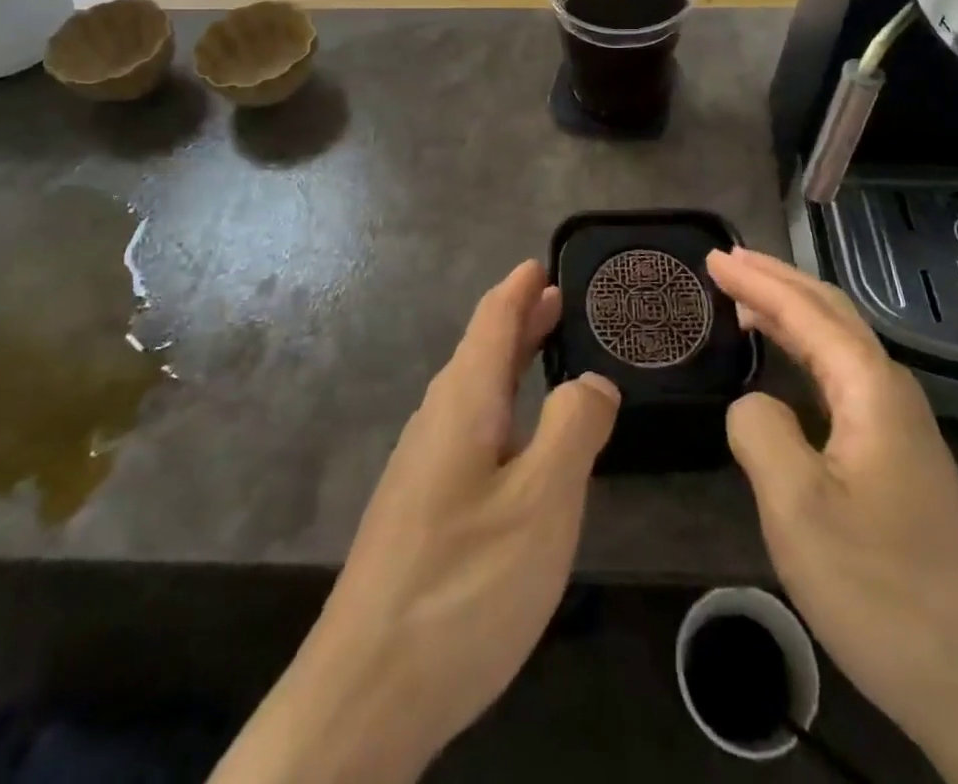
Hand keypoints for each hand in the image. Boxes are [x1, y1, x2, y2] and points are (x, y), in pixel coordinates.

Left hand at [215, 261, 618, 783]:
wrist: (364, 694)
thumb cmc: (464, 584)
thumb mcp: (542, 502)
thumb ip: (574, 428)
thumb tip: (592, 382)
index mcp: (463, 404)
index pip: (492, 323)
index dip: (518, 290)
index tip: (541, 263)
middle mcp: (436, 423)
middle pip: (481, 352)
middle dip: (519, 321)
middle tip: (557, 300)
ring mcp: (421, 469)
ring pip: (472, 392)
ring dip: (509, 362)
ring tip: (543, 353)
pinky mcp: (419, 510)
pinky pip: (468, 430)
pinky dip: (500, 407)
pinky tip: (515, 440)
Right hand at [710, 249, 957, 783]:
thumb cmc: (879, 589)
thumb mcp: (796, 508)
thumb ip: (760, 430)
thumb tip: (753, 402)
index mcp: (871, 390)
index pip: (805, 312)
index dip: (756, 282)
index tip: (712, 258)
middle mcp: (892, 392)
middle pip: (831, 312)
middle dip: (777, 280)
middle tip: (726, 261)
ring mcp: (901, 426)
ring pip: (839, 342)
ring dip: (791, 311)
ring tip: (745, 298)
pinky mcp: (899, 458)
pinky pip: (842, 376)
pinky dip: (805, 350)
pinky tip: (786, 364)